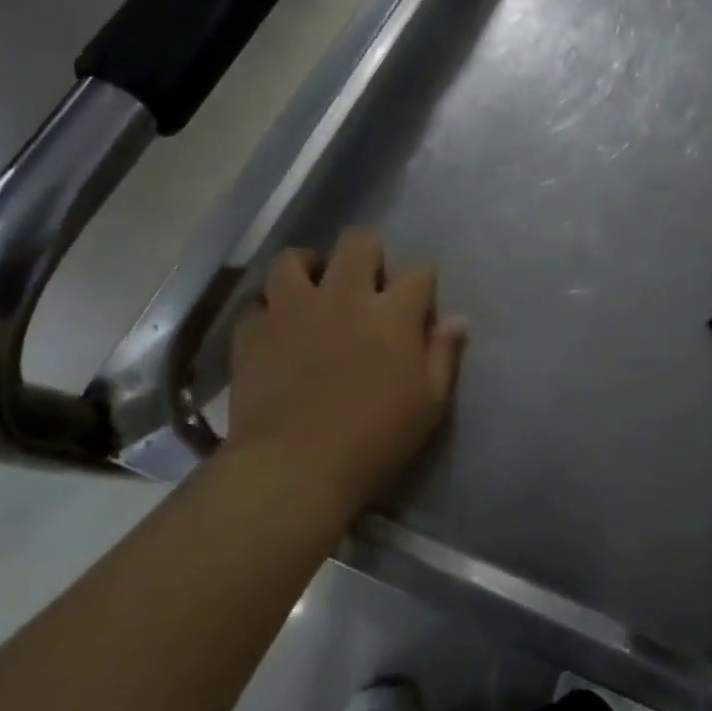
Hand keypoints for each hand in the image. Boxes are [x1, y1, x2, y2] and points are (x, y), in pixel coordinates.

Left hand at [226, 229, 467, 519]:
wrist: (295, 467)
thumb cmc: (375, 437)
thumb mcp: (429, 402)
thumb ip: (443, 353)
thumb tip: (457, 319)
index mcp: (392, 311)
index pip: (419, 272)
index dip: (423, 280)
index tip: (421, 299)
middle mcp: (344, 295)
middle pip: (358, 242)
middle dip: (369, 250)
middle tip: (368, 279)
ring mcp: (293, 309)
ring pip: (294, 259)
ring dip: (309, 266)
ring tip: (314, 287)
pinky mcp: (253, 332)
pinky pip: (257, 302)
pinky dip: (268, 309)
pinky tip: (277, 326)